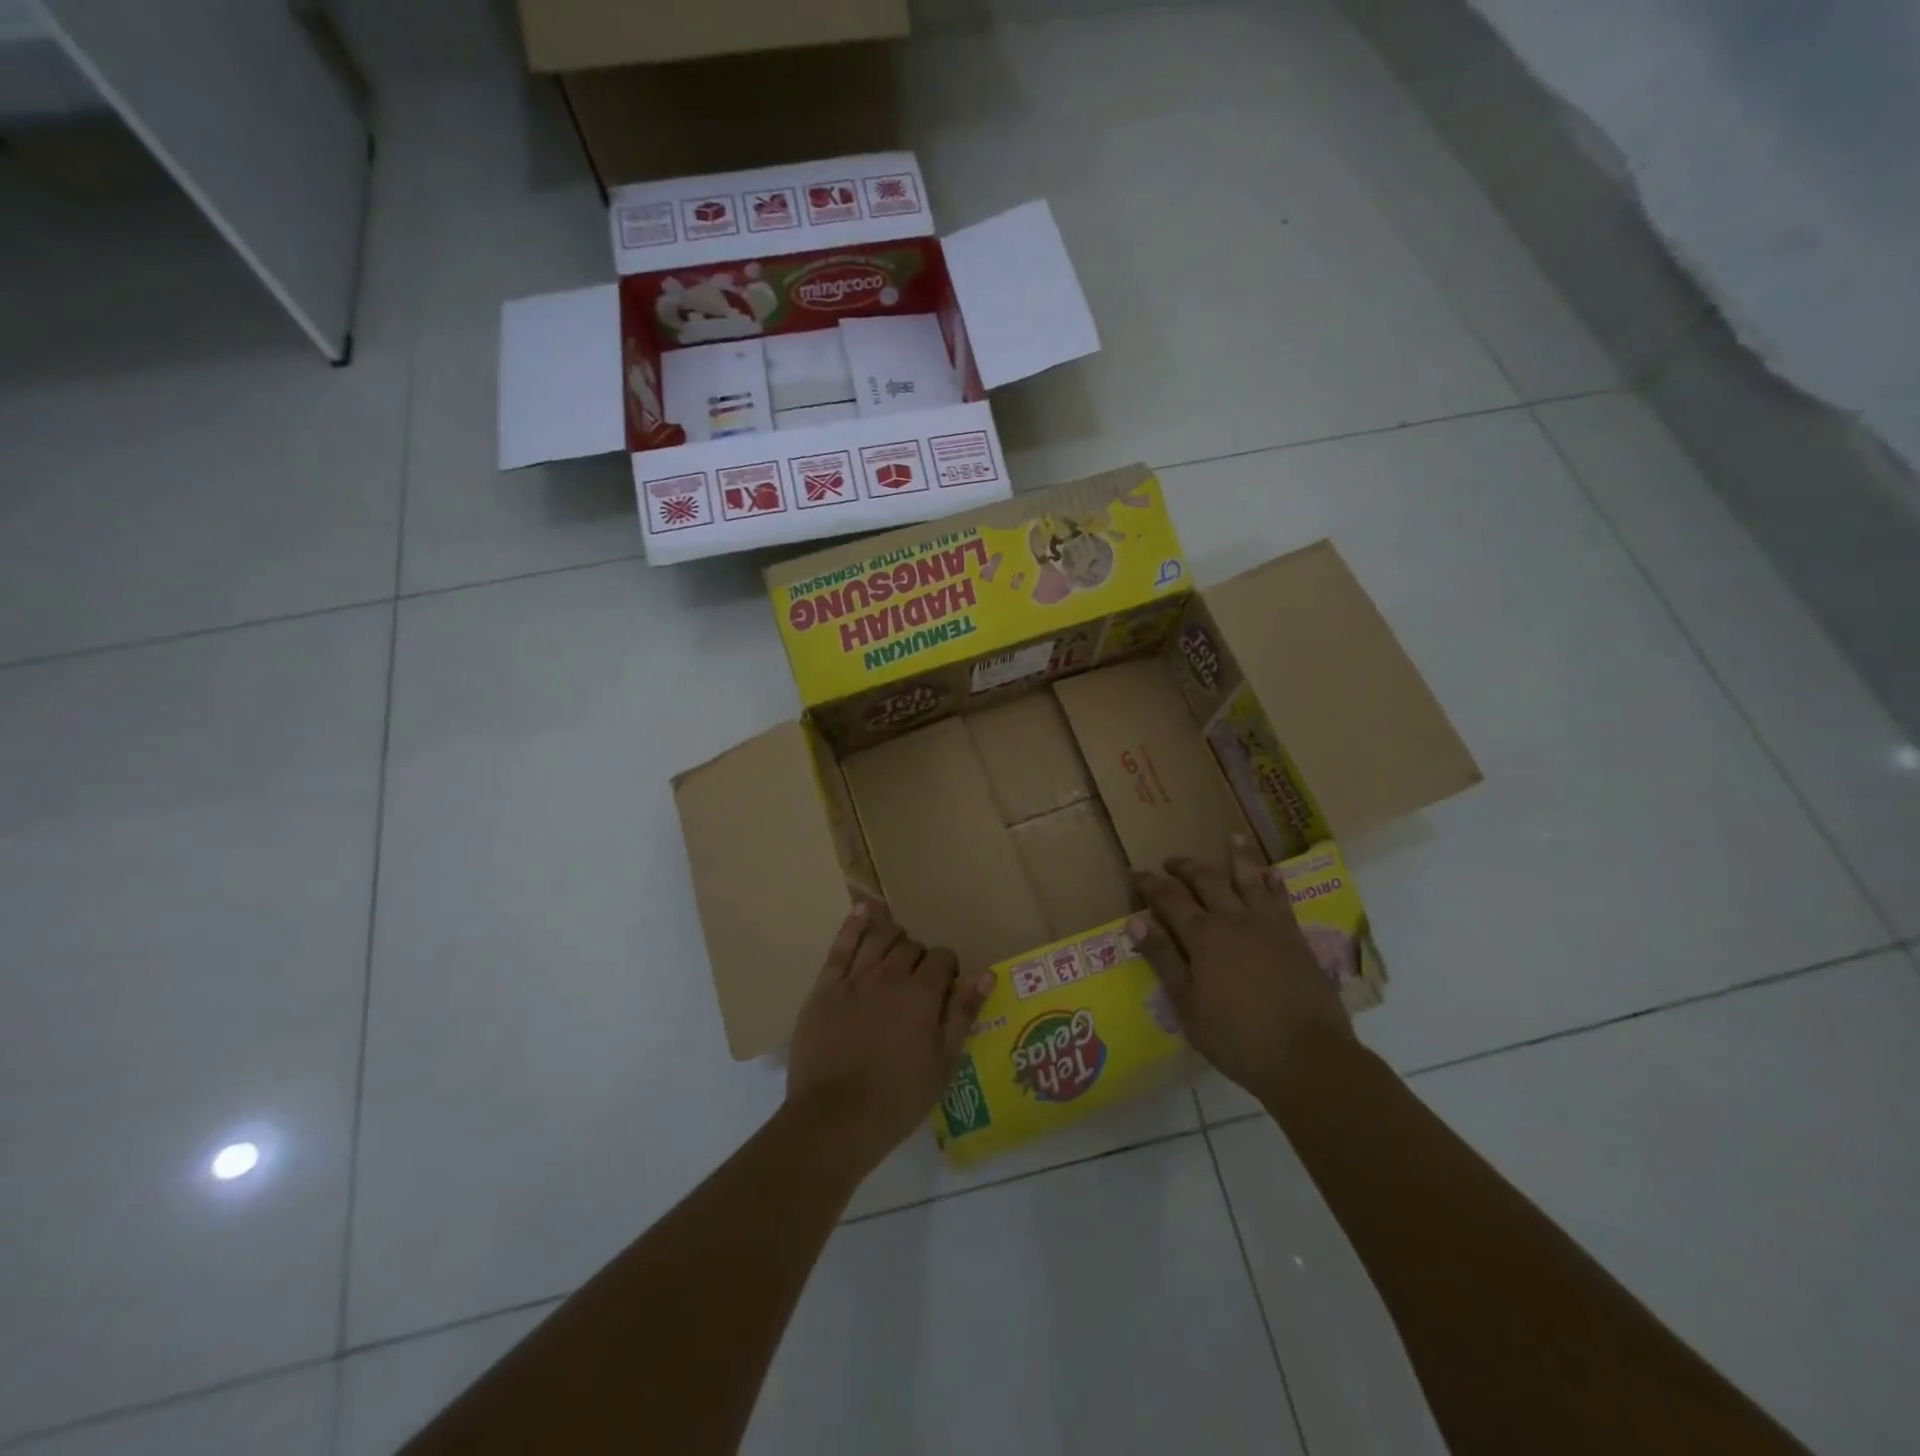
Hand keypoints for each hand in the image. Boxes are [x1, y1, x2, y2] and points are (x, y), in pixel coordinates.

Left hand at [787, 902, 994, 1174]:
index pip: (942, 958)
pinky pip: (841, 945)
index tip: (945, 989)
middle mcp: (890, 975)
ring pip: (879, 937)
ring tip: (896, 947)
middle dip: (920, 957)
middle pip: (911, 946)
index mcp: (922, 994)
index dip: (947, 969)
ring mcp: (855, 977)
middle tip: (919, 980)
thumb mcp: (943, 1063)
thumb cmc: (897, 1098)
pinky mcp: (825, 986)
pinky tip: (864, 910)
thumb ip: (963, 1014)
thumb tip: (986, 974)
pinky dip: (855, 923)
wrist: (835, 1119)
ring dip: (893, 936)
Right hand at [1128, 837, 1353, 1098]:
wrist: (1308, 1058)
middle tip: (1172, 860)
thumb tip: (1135, 921)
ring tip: (1232, 838)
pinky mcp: (1297, 939)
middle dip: (1186, 867)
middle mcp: (1235, 920)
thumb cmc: (1237, 1038)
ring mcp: (1270, 927)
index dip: (1151, 883)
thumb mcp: (1187, 1005)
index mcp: (1203, 936)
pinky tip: (1273, 873)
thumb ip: (1163, 960)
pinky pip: (1283, 900)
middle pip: (1207, 881)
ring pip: (1249, 881)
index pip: (1169, 898)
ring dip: (1238, 858)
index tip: (1137, 872)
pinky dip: (1275, 883)